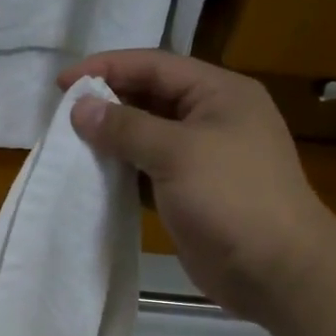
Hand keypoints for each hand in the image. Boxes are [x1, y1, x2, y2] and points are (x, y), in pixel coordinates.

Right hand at [58, 50, 335, 319]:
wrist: (274, 268)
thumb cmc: (231, 198)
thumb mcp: (176, 152)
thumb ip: (126, 127)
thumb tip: (81, 108)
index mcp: (219, 93)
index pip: (155, 66)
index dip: (107, 68)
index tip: (62, 83)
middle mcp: (212, 118)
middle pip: (150, 98)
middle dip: (107, 103)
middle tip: (62, 116)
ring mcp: (203, 158)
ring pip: (147, 137)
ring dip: (111, 140)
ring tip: (70, 144)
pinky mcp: (191, 194)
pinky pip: (148, 172)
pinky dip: (122, 172)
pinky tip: (93, 177)